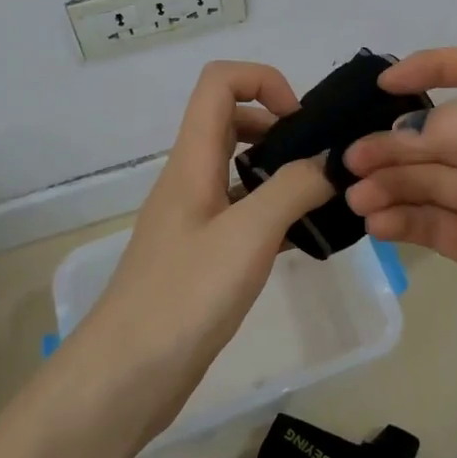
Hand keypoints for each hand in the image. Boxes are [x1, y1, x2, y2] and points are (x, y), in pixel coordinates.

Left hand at [75, 61, 334, 431]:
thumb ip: (293, 190)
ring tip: (321, 200)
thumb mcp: (248, 236)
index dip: (263, 81)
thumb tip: (330, 160)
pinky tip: (303, 241)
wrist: (126, 376)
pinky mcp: (200, 255)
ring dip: (279, 171)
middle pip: (230, 120)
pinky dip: (273, 213)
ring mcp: (193, 219)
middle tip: (319, 161)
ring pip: (238, 170)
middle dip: (278, 125)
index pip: (219, 82)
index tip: (301, 122)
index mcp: (192, 160)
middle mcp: (189, 179)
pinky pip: (241, 214)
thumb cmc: (184, 296)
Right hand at [342, 47, 456, 404]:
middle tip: (351, 161)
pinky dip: (402, 221)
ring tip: (357, 198)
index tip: (383, 85)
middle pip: (441, 134)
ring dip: (391, 184)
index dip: (432, 67)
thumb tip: (404, 132)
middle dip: (395, 142)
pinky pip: (434, 226)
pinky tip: (377, 225)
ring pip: (430, 182)